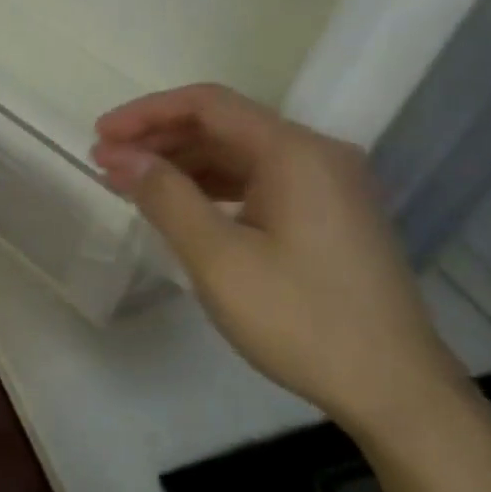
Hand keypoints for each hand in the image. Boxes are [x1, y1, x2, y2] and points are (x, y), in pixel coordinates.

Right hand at [92, 84, 467, 437]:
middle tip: (105, 164)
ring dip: (184, 165)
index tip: (99, 136)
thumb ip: (166, 197)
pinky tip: (183, 208)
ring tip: (132, 186)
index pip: (208, 105)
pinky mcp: (330, 216)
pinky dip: (214, 188)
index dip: (146, 114)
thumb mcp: (218, 258)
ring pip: (242, 156)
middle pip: (225, 126)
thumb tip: (122, 156)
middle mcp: (318, 155)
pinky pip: (260, 183)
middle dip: (160, 140)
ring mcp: (330, 186)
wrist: (391, 386)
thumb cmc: (299, 319)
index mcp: (295, 153)